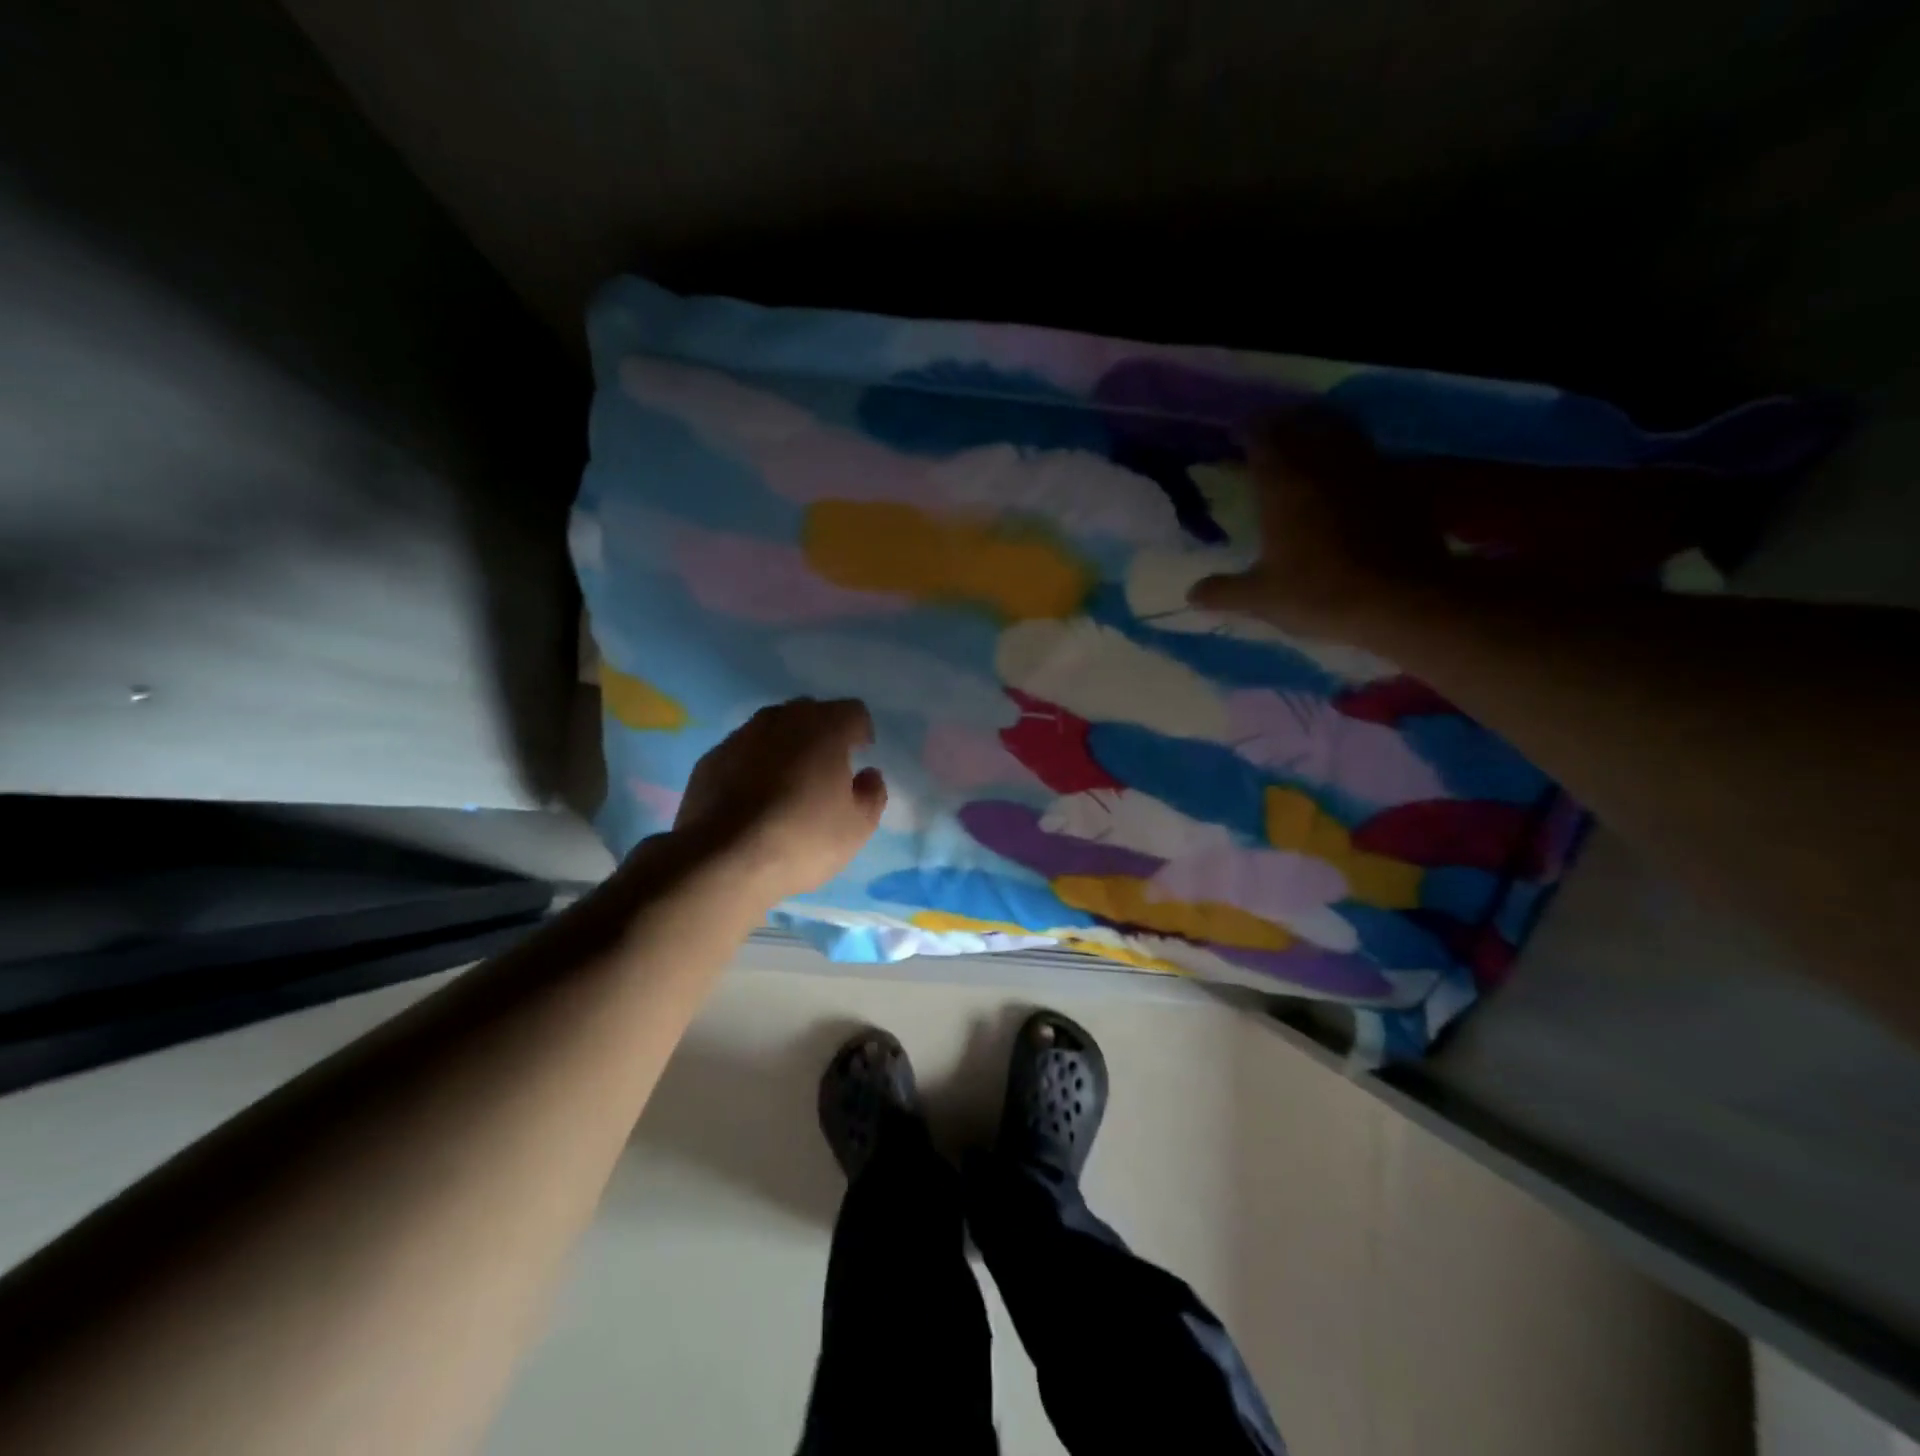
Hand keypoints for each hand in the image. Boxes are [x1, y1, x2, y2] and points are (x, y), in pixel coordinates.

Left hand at [672, 697, 886, 901]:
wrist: (721, 861)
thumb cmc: (802, 839)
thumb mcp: (857, 828)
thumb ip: (872, 794)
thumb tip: (868, 776)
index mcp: (825, 728)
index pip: (852, 711)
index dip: (860, 731)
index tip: (860, 755)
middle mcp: (781, 720)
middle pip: (809, 712)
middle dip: (822, 732)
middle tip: (826, 767)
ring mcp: (740, 737)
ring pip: (771, 728)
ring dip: (785, 746)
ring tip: (788, 783)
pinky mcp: (710, 760)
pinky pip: (742, 751)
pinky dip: (753, 765)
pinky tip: (753, 798)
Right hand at [1186, 411, 1439, 641]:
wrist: (1401, 600)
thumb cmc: (1319, 593)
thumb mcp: (1261, 598)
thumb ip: (1224, 592)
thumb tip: (1191, 595)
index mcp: (1283, 483)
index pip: (1261, 438)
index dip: (1247, 431)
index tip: (1236, 434)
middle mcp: (1324, 463)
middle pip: (1303, 423)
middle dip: (1284, 423)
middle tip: (1270, 432)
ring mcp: (1367, 468)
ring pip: (1342, 429)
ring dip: (1322, 428)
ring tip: (1309, 441)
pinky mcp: (1401, 483)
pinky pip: (1370, 454)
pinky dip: (1354, 455)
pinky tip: (1348, 474)